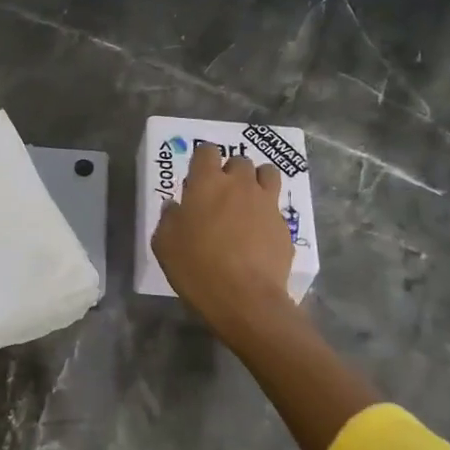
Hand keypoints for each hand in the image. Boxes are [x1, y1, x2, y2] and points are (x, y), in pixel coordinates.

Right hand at [152, 142, 298, 341]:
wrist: (245, 298)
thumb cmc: (197, 267)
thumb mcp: (165, 244)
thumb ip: (169, 219)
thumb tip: (175, 207)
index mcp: (207, 183)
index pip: (207, 151)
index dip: (202, 158)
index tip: (198, 174)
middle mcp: (240, 185)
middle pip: (240, 161)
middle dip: (231, 171)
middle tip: (221, 193)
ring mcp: (266, 204)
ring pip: (268, 174)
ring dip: (257, 181)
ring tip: (248, 201)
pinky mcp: (284, 226)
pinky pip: (276, 208)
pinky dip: (268, 214)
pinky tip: (259, 235)